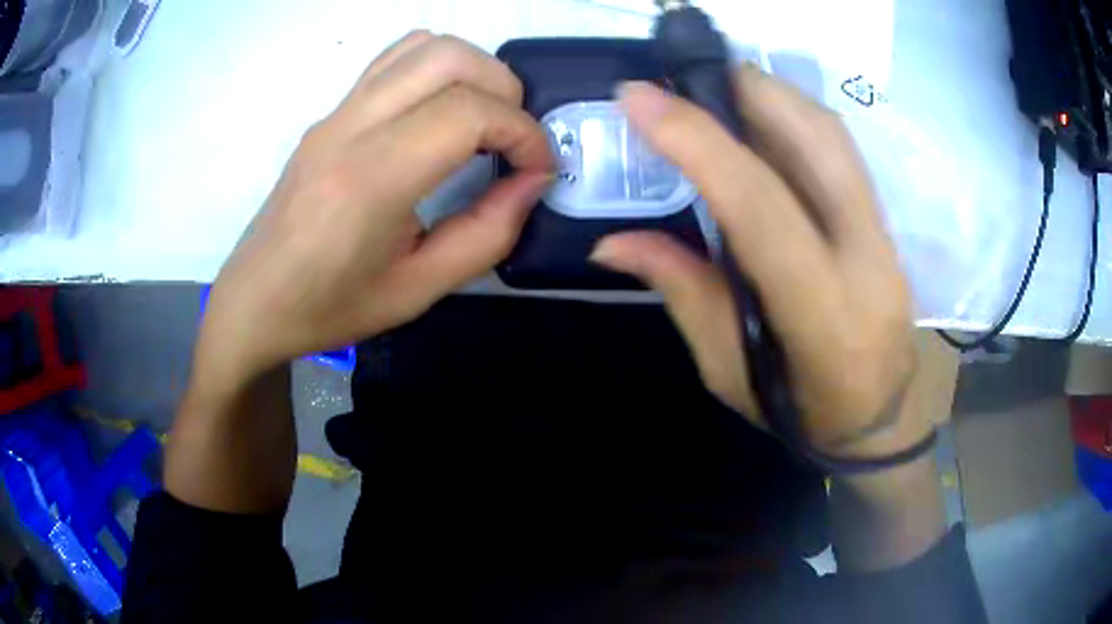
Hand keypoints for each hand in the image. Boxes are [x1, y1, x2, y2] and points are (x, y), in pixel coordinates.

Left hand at [197, 32, 552, 386]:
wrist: (256, 301)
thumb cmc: (331, 307)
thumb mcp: (419, 290)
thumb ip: (487, 234)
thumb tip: (533, 182)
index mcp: (371, 180)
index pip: (467, 113)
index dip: (523, 134)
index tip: (538, 170)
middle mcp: (351, 128)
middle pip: (450, 59)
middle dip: (504, 90)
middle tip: (514, 140)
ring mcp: (336, 112)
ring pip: (423, 45)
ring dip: (473, 69)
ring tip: (484, 119)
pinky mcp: (331, 113)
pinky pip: (394, 59)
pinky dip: (436, 67)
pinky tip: (443, 109)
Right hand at [593, 66, 922, 459]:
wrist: (879, 420)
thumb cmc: (802, 412)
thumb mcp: (729, 371)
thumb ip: (682, 293)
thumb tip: (612, 241)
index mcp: (823, 314)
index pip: (763, 208)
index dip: (699, 143)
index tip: (639, 98)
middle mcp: (868, 261)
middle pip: (817, 142)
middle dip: (746, 90)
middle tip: (683, 79)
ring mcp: (886, 237)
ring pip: (833, 136)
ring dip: (771, 95)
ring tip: (715, 91)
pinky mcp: (888, 226)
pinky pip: (841, 152)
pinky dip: (793, 119)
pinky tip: (757, 120)